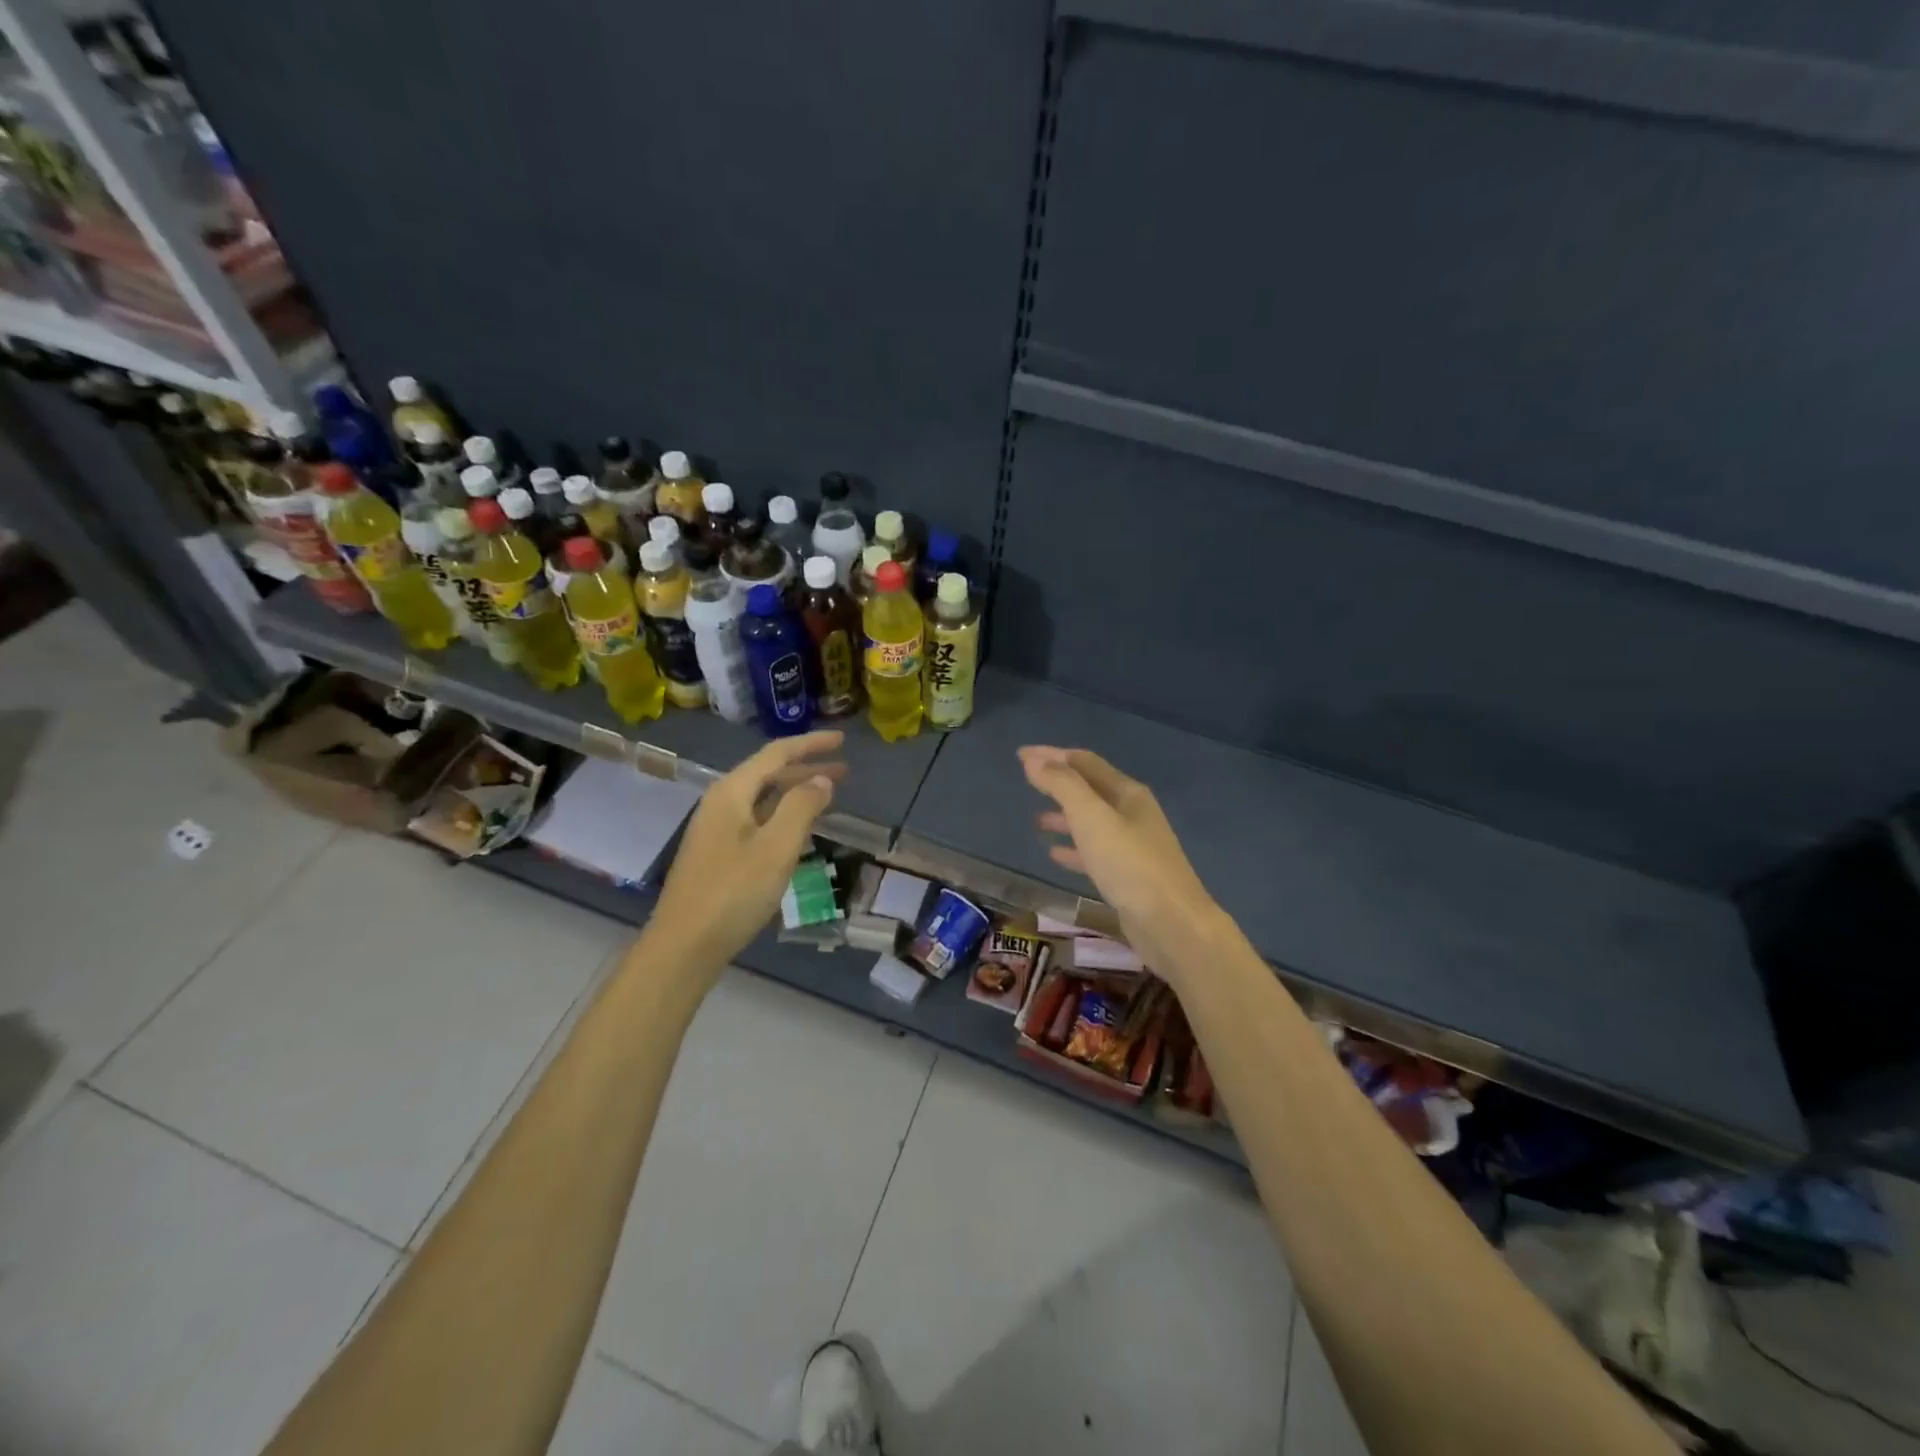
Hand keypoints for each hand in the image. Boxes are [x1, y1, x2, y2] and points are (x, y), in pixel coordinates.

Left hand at [648, 730, 845, 979]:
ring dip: (795, 793)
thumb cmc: (733, 892)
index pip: (776, 754)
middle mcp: (720, 803)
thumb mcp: (776, 847)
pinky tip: (798, 830)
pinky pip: (757, 820)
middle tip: (843, 770)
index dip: (810, 744)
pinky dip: (783, 816)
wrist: (683, 946)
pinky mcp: (717, 854)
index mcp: (731, 793)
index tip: (841, 740)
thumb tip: (822, 780)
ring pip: (762, 799)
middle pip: (768, 774)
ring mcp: (716, 830)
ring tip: (828, 796)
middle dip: (806, 769)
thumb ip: (801, 807)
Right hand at [1019, 745, 1224, 983]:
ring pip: (1091, 821)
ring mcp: (1133, 845)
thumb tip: (1034, 759)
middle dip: (1058, 783)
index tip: (1020, 755)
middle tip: (1026, 781)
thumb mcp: (1091, 818)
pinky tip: (1055, 855)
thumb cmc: (1129, 864)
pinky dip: (1073, 848)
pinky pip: (1094, 852)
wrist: (1171, 924)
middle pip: (1090, 789)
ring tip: (1036, 820)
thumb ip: (1062, 786)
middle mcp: (1133, 813)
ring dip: (1064, 816)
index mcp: (1127, 792)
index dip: (1052, 755)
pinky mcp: (1129, 875)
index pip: (1084, 762)